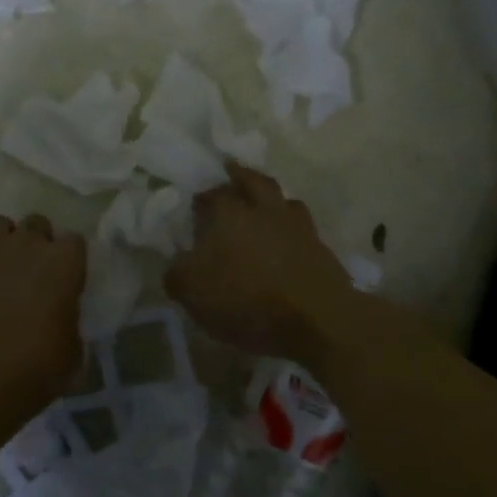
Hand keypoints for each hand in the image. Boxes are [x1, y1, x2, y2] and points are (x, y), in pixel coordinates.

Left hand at [0, 214, 85, 420]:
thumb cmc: (32, 374)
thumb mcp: (72, 352)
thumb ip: (69, 318)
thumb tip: (60, 312)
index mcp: (63, 264)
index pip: (74, 241)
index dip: (69, 260)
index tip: (65, 281)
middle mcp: (26, 246)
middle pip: (36, 223)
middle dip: (37, 243)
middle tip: (32, 274)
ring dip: (3, 244)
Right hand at [165, 164, 355, 358]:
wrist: (317, 319)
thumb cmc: (246, 300)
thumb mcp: (193, 292)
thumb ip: (177, 273)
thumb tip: (176, 263)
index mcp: (229, 213)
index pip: (212, 194)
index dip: (202, 198)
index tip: (196, 206)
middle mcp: (264, 209)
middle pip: (253, 181)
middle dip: (240, 177)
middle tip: (231, 176)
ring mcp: (297, 226)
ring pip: (283, 200)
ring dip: (271, 200)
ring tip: (262, 208)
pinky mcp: (320, 247)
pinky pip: (301, 228)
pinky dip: (290, 230)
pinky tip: (285, 241)